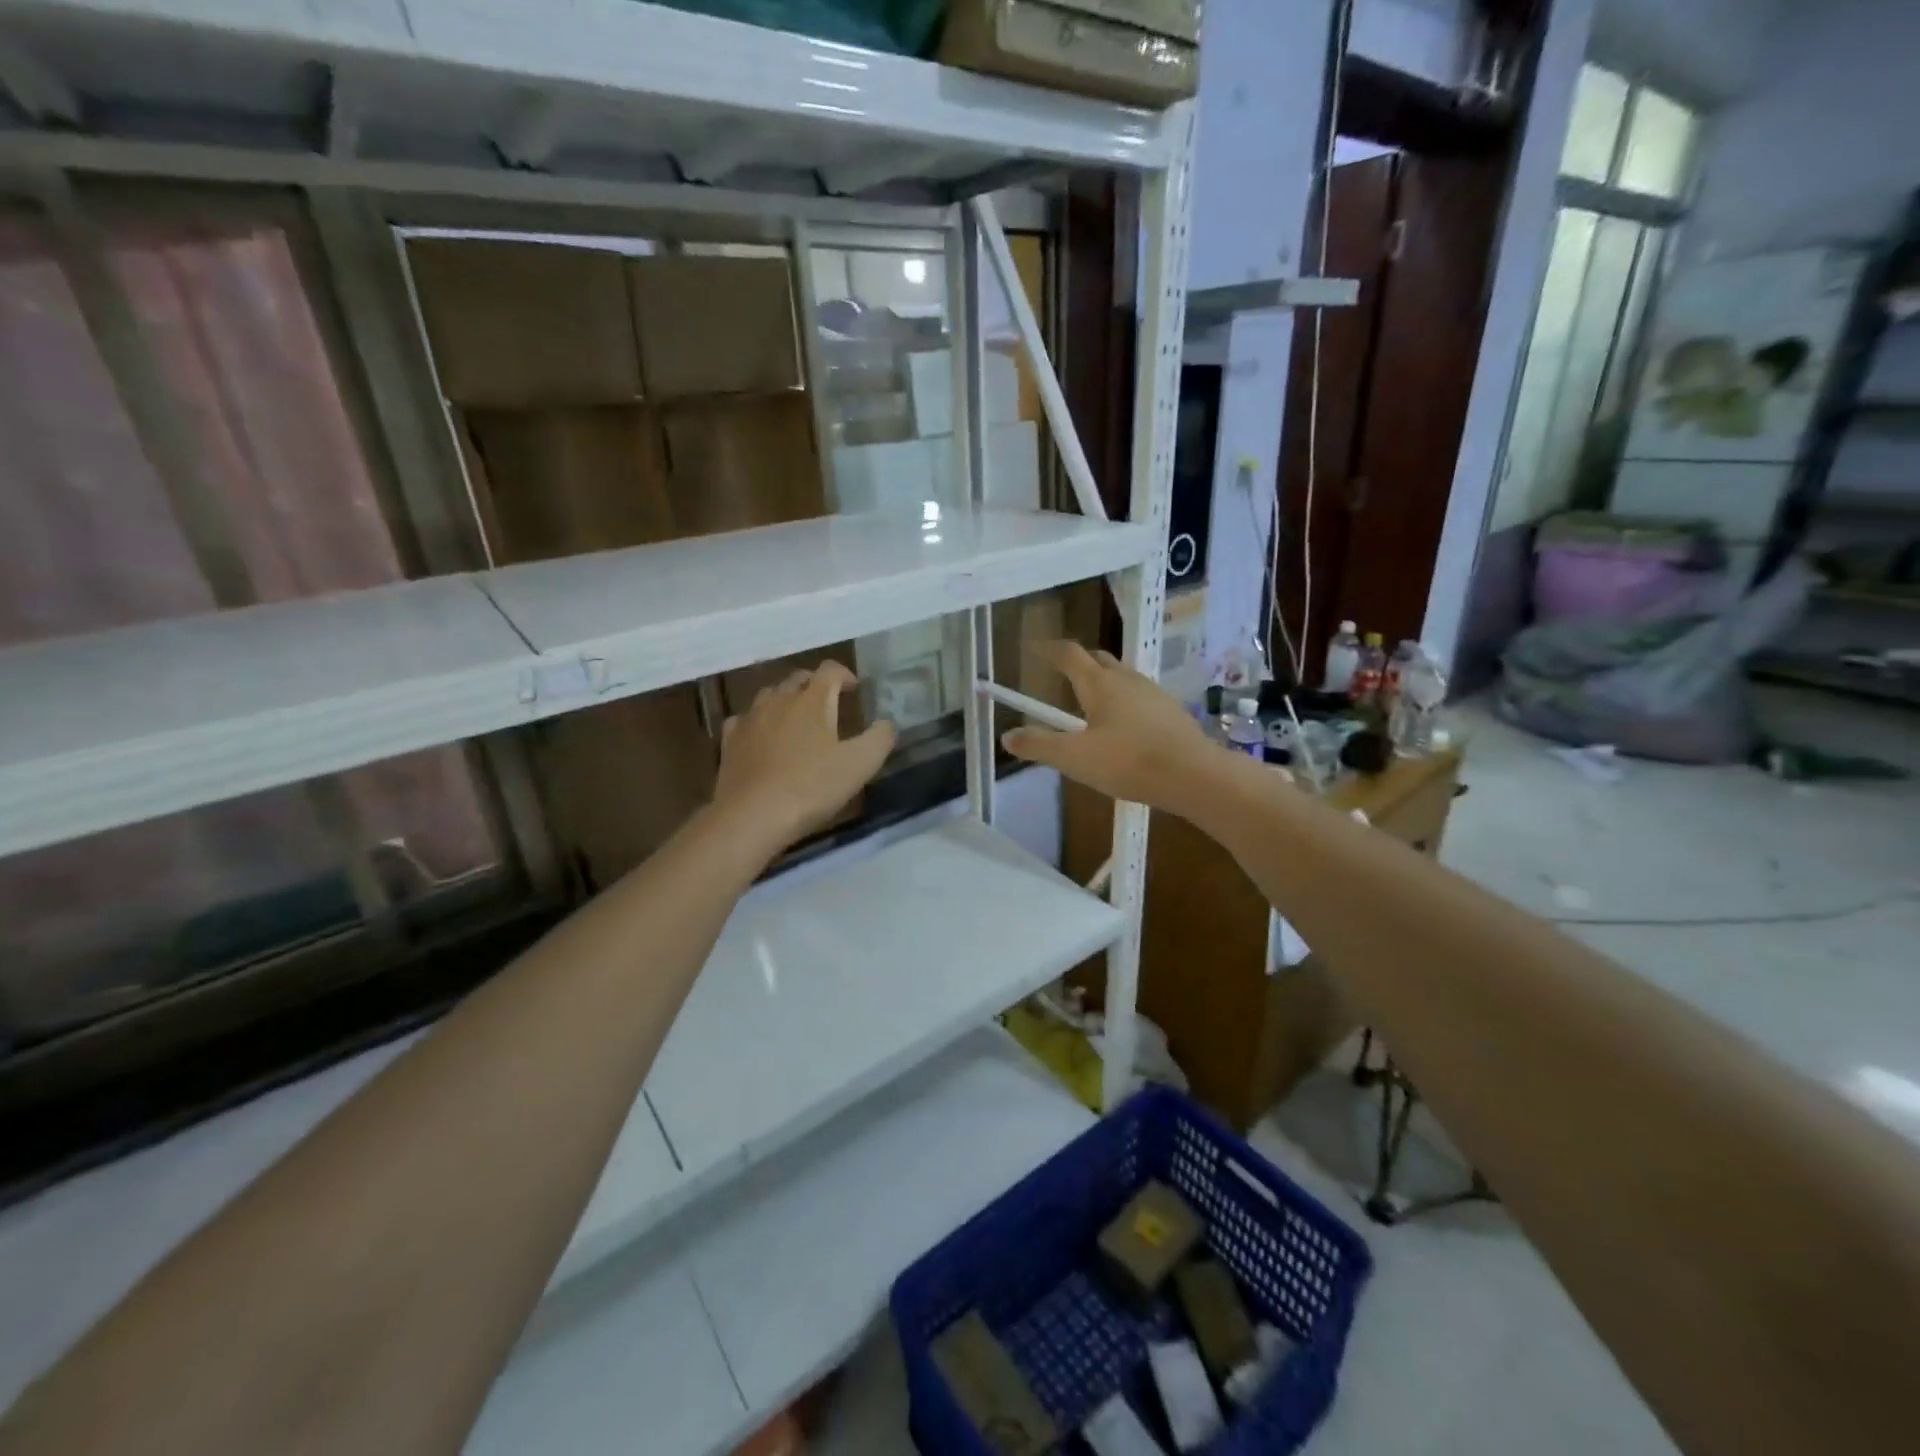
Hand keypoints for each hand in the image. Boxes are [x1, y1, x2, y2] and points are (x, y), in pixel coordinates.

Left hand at [711, 661, 896, 855]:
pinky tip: (762, 737)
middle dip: (816, 686)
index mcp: (811, 700)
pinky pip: (745, 720)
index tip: (855, 688)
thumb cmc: (811, 787)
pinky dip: (759, 722)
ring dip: (786, 700)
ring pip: (769, 695)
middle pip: (798, 679)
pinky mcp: (730, 741)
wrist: (752, 816)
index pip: (829, 670)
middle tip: (829, 704)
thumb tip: (888, 723)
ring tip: (797, 719)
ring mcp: (750, 718)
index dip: (844, 674)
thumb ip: (880, 738)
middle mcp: (778, 699)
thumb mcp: (860, 765)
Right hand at [1001, 642, 1215, 811]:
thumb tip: (1007, 736)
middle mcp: (1126, 679)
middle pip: (1097, 659)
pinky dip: (1123, 701)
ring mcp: (1152, 692)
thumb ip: (1040, 745)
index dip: (1049, 649)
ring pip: (1121, 676)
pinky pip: (1139, 695)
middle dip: (1078, 662)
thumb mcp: (1075, 758)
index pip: (1070, 654)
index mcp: (1099, 684)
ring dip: (1102, 681)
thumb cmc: (1128, 762)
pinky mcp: (1170, 710)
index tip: (1035, 648)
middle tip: (1061, 675)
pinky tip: (1123, 726)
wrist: (1193, 775)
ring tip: (1090, 703)